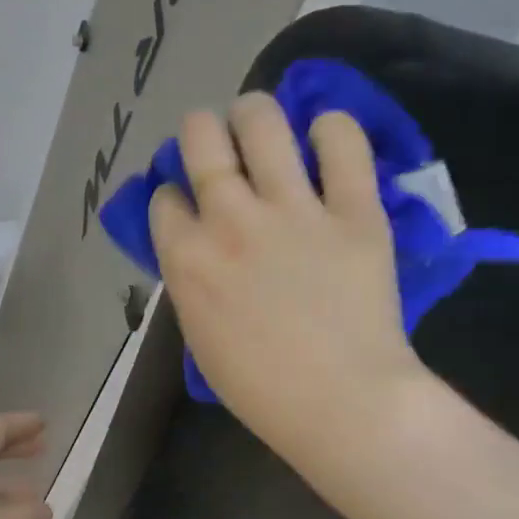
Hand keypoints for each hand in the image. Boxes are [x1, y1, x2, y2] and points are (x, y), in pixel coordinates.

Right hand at [150, 94, 428, 466]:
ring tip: (263, 126)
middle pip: (199, 136)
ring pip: (262, 120)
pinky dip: (331, 130)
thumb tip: (199, 248)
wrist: (343, 404)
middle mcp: (230, 219)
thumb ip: (193, 281)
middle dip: (202, 133)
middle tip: (220, 148)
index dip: (175, 196)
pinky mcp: (354, 209)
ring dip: (255, 114)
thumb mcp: (201, 336)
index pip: (164, 196)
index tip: (190, 207)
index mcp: (187, 258)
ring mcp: (293, 209)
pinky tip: (326, 140)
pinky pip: (342, 141)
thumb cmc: (262, 389)